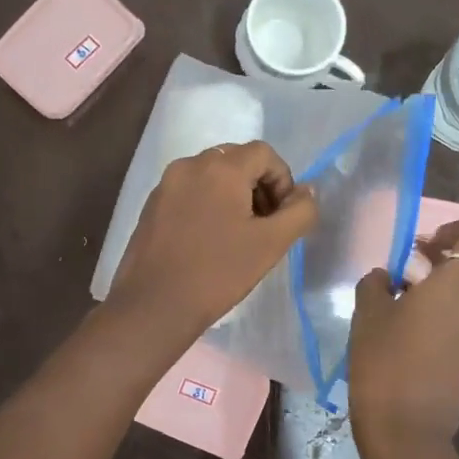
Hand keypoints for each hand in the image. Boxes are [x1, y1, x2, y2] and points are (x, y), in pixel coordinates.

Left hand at [107, 141, 318, 350]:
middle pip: (235, 160)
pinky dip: (206, 204)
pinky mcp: (151, 205)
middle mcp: (190, 165)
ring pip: (210, 176)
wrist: (154, 305)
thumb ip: (299, 212)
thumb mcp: (271, 244)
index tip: (282, 216)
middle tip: (264, 225)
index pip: (264, 153)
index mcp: (221, 168)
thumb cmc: (218, 273)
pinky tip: (208, 240)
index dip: (282, 180)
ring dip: (232, 195)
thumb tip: (307, 192)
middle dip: (257, 186)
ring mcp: (165, 184)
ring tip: (237, 235)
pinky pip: (188, 192)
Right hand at [349, 220, 458, 458]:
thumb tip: (386, 278)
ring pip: (455, 307)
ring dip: (429, 303)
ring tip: (390, 318)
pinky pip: (452, 333)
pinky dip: (432, 329)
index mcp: (454, 288)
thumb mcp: (367, 315)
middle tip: (395, 280)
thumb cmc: (384, 363)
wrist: (406, 432)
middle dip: (431, 271)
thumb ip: (376, 285)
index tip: (427, 241)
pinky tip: (399, 345)